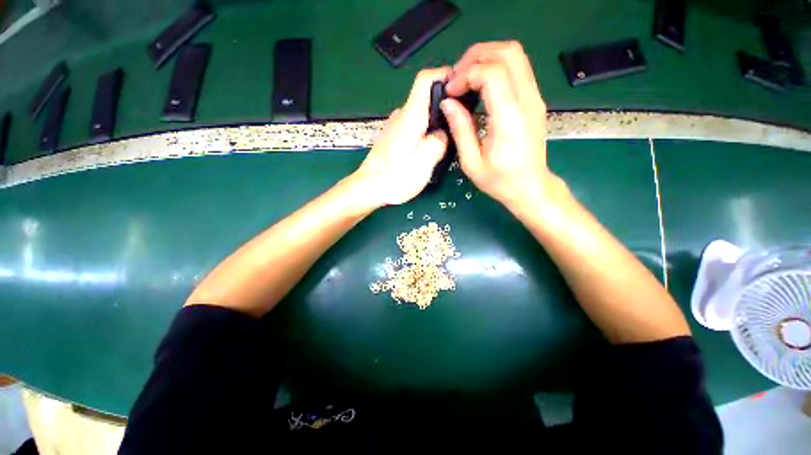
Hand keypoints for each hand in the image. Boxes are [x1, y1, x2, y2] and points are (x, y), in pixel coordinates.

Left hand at [352, 68, 451, 207]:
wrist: (368, 188)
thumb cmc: (396, 177)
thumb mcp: (425, 162)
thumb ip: (439, 143)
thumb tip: (443, 134)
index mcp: (410, 116)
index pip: (425, 79)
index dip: (444, 75)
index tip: (460, 87)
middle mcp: (401, 116)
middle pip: (426, 99)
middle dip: (445, 107)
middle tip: (459, 125)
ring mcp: (395, 127)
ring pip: (421, 116)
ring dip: (435, 124)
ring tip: (447, 142)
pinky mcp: (393, 138)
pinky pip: (414, 127)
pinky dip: (425, 133)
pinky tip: (428, 151)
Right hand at [442, 41, 561, 210]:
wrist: (530, 187)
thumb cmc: (500, 181)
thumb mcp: (472, 162)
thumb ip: (460, 130)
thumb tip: (447, 103)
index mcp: (509, 119)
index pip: (492, 73)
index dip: (466, 74)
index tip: (450, 91)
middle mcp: (527, 101)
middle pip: (507, 52)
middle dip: (476, 56)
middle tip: (456, 77)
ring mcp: (535, 98)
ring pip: (515, 55)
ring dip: (487, 58)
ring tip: (466, 77)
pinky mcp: (535, 100)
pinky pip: (518, 69)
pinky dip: (497, 67)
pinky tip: (481, 85)